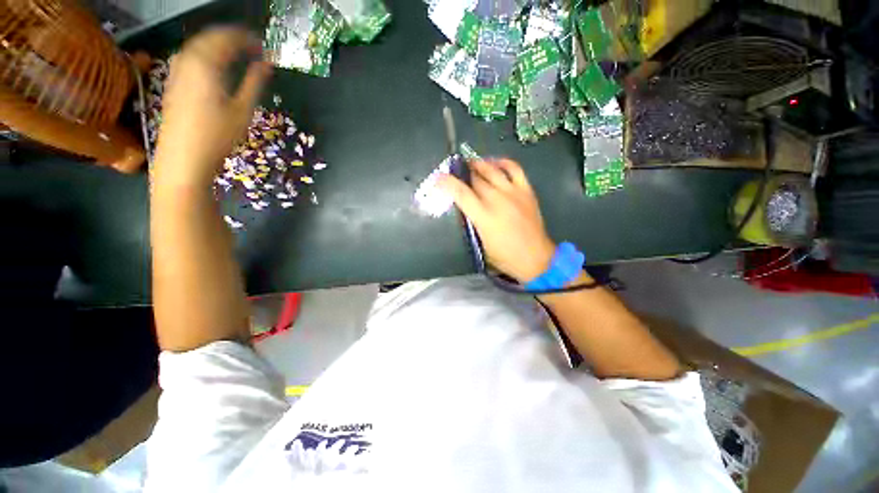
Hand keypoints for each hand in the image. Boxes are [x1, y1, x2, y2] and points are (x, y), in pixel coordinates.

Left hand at [153, 26, 271, 186]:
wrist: (184, 156)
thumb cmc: (218, 135)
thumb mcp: (243, 110)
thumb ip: (254, 83)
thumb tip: (267, 64)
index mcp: (206, 63)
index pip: (228, 38)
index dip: (247, 39)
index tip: (264, 46)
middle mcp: (187, 60)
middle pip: (211, 37)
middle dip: (233, 38)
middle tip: (253, 47)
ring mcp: (177, 70)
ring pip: (199, 45)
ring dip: (218, 45)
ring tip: (237, 54)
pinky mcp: (173, 81)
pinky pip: (191, 56)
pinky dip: (207, 55)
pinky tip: (216, 66)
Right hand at [438, 159, 555, 282]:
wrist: (536, 258)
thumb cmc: (505, 256)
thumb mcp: (480, 244)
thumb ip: (471, 223)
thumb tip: (464, 208)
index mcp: (483, 216)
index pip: (460, 193)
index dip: (446, 183)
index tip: (438, 178)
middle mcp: (497, 200)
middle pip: (475, 178)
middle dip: (462, 173)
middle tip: (456, 172)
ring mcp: (513, 193)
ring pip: (492, 169)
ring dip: (479, 164)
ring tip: (471, 164)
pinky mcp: (526, 191)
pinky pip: (514, 169)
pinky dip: (503, 162)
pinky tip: (495, 163)